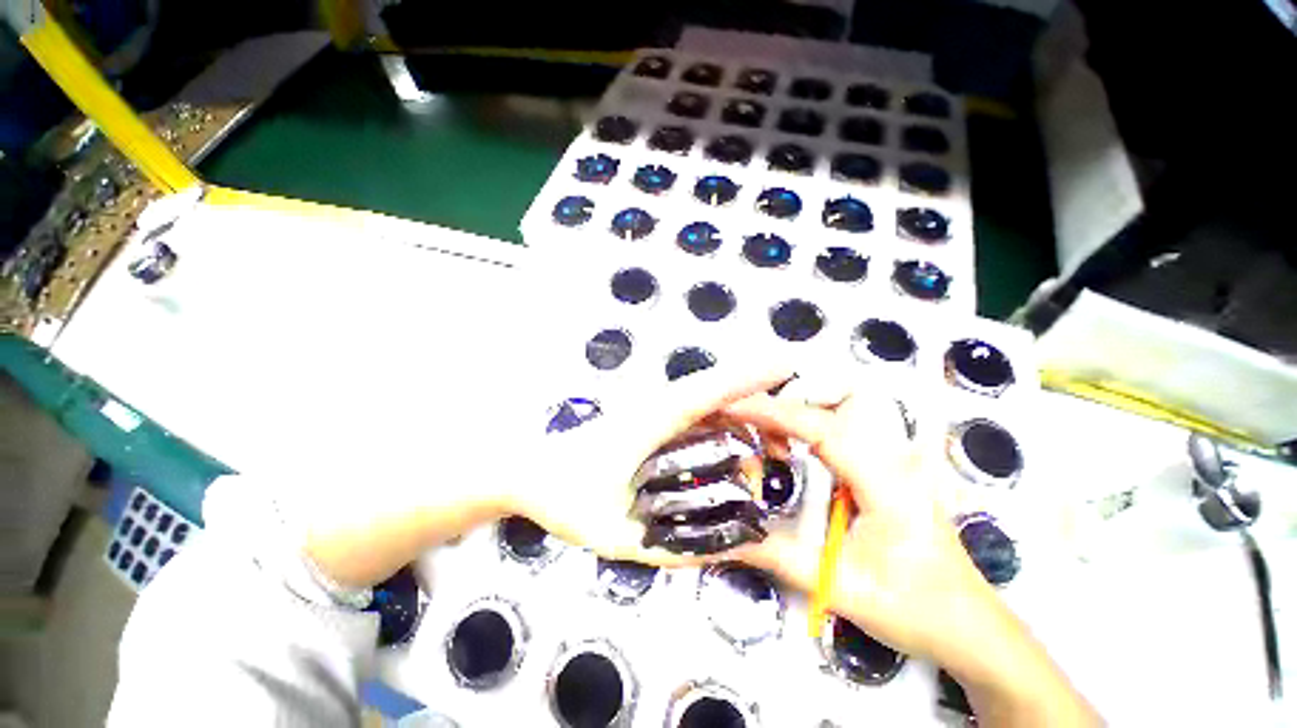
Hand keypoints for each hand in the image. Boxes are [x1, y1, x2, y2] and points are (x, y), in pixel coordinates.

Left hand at [500, 364, 792, 567]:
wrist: (529, 473)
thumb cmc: (564, 494)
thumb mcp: (614, 533)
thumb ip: (668, 549)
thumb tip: (726, 550)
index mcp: (650, 424)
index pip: (705, 393)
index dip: (745, 378)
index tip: (783, 368)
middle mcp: (656, 409)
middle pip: (713, 390)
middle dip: (755, 399)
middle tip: (788, 434)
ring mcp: (651, 410)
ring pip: (705, 398)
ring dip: (741, 408)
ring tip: (771, 439)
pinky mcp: (648, 417)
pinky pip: (694, 410)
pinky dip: (721, 415)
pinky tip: (736, 436)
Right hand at [725, 384, 1100, 725]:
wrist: (970, 627)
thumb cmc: (917, 610)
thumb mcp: (843, 588)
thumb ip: (778, 557)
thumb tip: (725, 536)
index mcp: (887, 483)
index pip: (823, 429)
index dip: (775, 412)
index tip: (734, 406)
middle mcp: (893, 458)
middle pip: (834, 403)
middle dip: (784, 402)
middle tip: (744, 419)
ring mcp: (894, 458)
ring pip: (839, 410)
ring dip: (796, 413)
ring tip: (762, 437)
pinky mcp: (887, 465)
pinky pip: (841, 429)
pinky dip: (807, 428)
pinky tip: (789, 450)